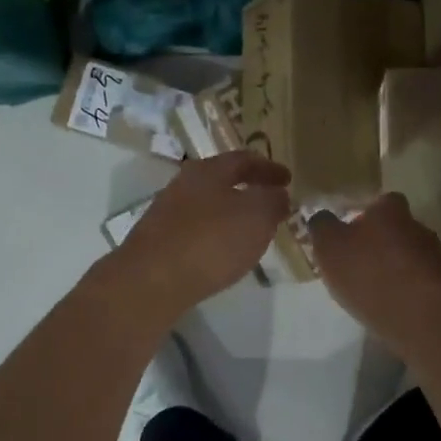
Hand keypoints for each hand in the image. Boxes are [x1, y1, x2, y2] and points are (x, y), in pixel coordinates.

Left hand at [113, 151, 291, 317]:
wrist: (151, 282)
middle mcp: (184, 185)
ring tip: (252, 230)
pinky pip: (197, 230)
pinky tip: (225, 253)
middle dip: (249, 188)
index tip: (288, 179)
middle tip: (272, 201)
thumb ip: (273, 201)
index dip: (269, 168)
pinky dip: (216, 235)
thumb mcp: (257, 216)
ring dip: (232, 213)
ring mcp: (168, 213)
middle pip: (222, 180)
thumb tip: (279, 194)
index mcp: (208, 170)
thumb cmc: (211, 240)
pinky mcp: (159, 242)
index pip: (244, 159)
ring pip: (209, 205)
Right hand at [308, 193, 440, 342]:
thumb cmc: (369, 272)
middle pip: (399, 229)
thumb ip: (322, 227)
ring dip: (399, 269)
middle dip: (383, 244)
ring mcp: (437, 257)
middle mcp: (418, 227)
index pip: (382, 202)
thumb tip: (322, 217)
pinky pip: (422, 284)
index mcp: (391, 210)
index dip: (367, 215)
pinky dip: (410, 292)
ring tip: (378, 291)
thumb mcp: (329, 247)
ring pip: (413, 257)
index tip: (353, 234)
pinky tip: (395, 308)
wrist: (420, 315)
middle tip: (362, 264)